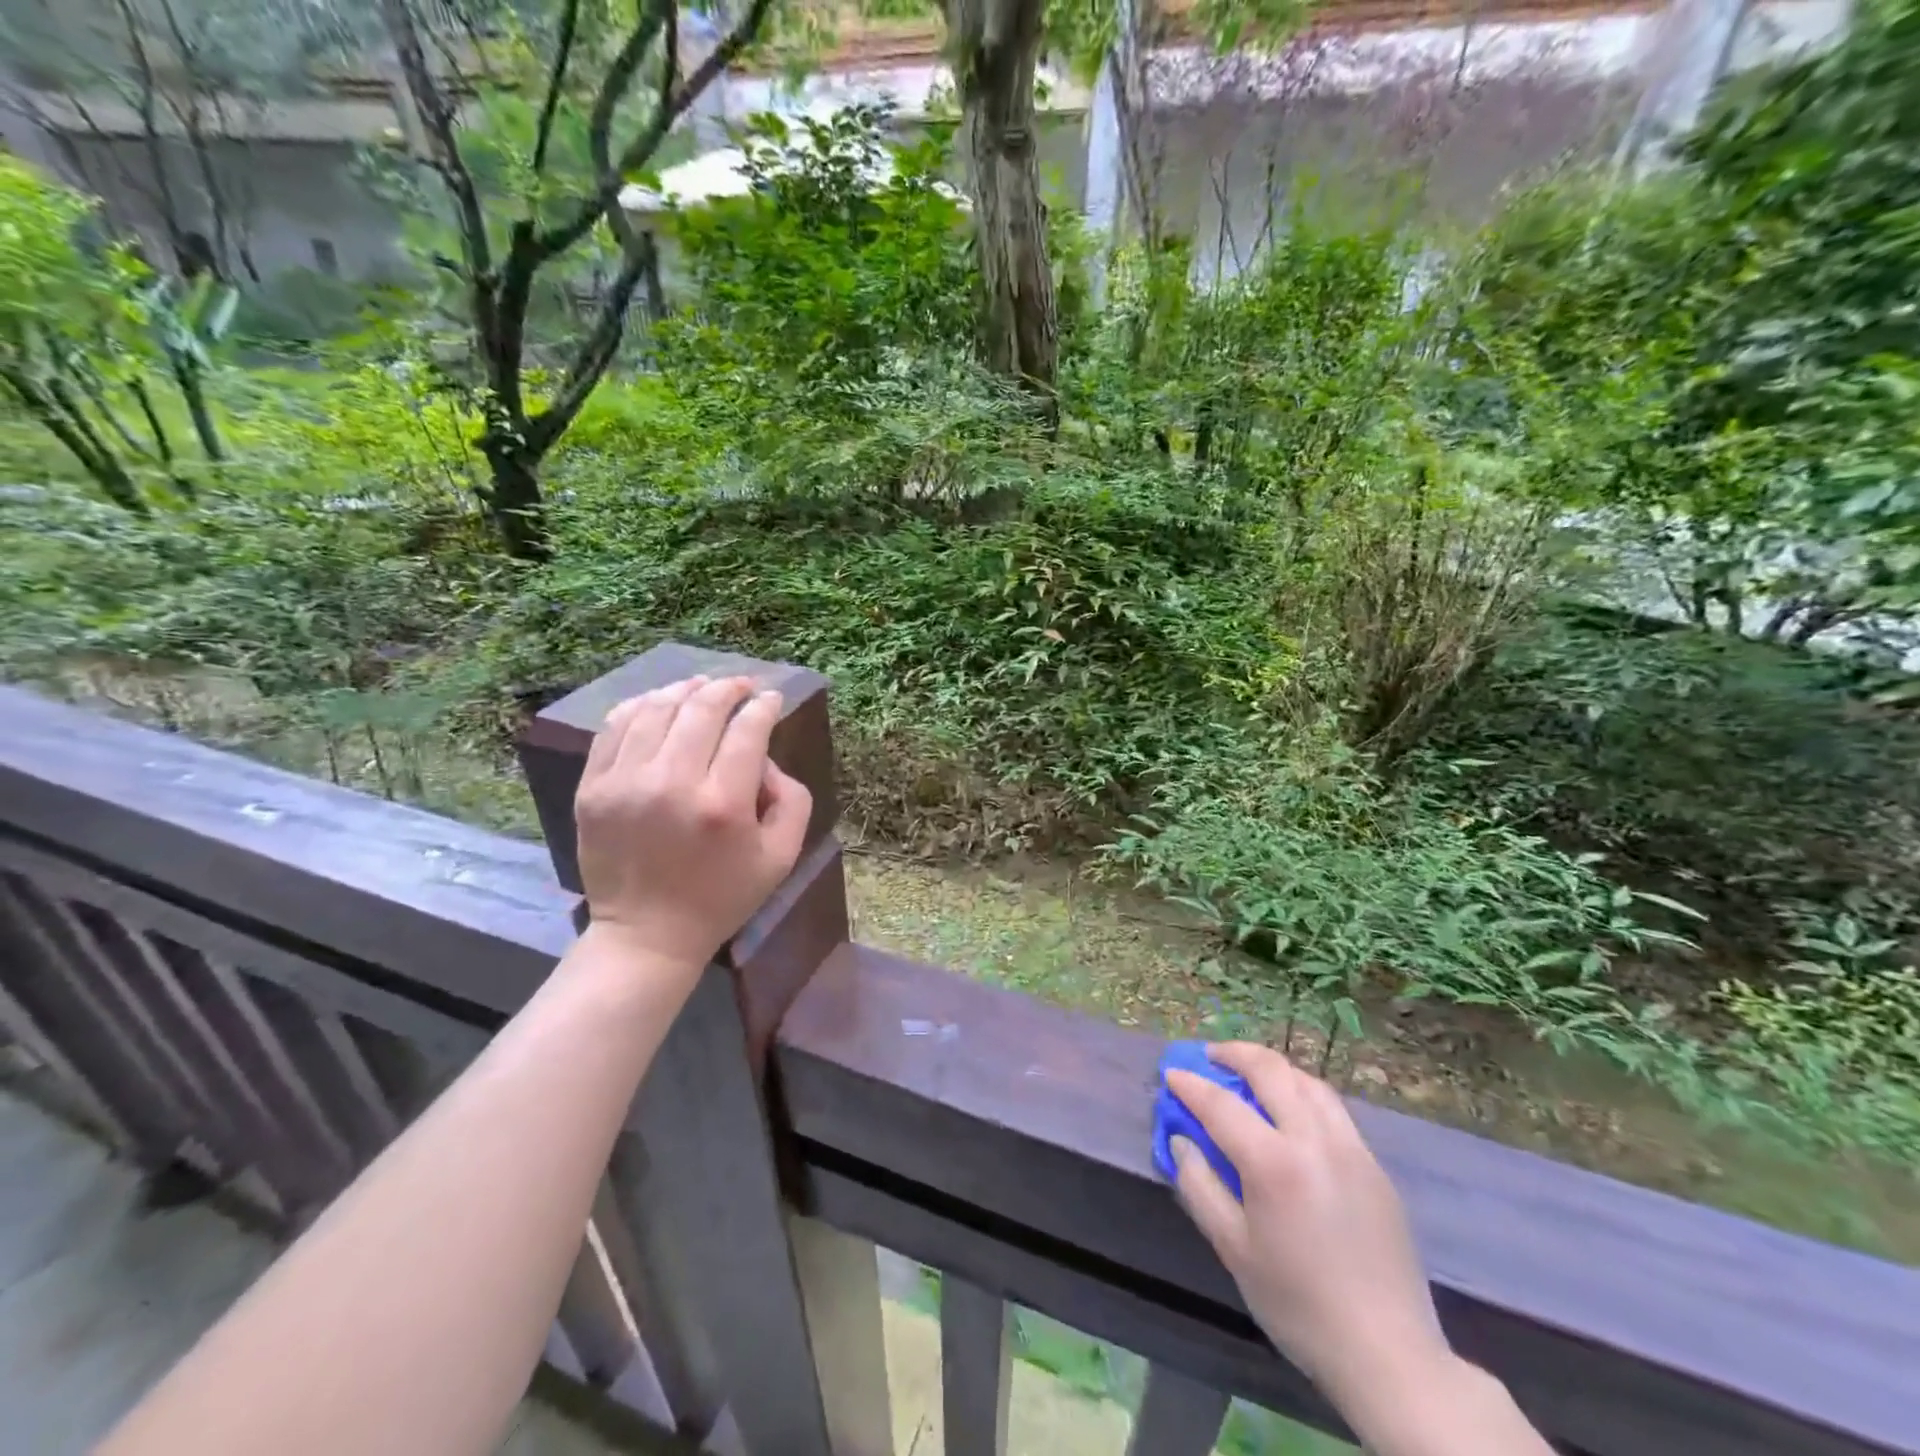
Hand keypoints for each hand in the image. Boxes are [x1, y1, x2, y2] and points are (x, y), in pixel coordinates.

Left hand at [574, 675, 812, 974]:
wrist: (647, 934)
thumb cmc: (723, 896)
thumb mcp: (782, 856)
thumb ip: (792, 798)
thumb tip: (764, 757)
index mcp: (723, 804)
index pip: (747, 730)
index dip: (764, 706)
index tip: (772, 698)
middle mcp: (671, 784)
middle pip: (702, 709)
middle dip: (729, 688)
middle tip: (743, 685)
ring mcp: (624, 783)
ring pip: (657, 708)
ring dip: (686, 689)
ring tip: (703, 686)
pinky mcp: (593, 788)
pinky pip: (616, 726)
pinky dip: (642, 705)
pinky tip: (660, 703)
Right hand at [1168, 1043, 1448, 1405]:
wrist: (1389, 1355)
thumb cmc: (1299, 1304)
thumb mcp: (1233, 1250)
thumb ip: (1200, 1186)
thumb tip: (1181, 1141)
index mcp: (1274, 1163)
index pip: (1221, 1104)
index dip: (1190, 1085)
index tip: (1171, 1074)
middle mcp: (1314, 1140)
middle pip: (1271, 1071)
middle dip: (1234, 1054)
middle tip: (1210, 1056)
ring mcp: (1351, 1148)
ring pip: (1307, 1081)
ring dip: (1273, 1068)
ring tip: (1249, 1074)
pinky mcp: (1375, 1165)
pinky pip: (1333, 1108)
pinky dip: (1303, 1092)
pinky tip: (1291, 1111)